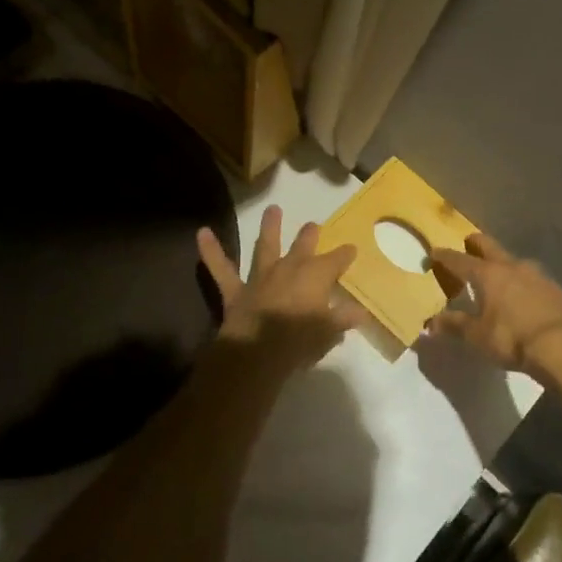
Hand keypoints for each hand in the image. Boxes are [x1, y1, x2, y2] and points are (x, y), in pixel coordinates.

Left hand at [196, 206, 361, 378]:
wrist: (257, 352)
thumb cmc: (300, 341)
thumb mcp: (328, 332)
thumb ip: (343, 318)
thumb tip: (360, 312)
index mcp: (316, 276)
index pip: (337, 260)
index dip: (345, 255)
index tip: (352, 249)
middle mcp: (289, 268)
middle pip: (303, 246)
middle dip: (310, 235)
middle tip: (313, 226)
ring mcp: (261, 276)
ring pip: (266, 246)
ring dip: (269, 227)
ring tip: (272, 209)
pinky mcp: (237, 290)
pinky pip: (221, 268)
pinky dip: (211, 251)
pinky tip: (201, 233)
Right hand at [429, 233, 561, 377]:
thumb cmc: (512, 338)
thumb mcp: (477, 336)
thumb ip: (454, 326)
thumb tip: (430, 323)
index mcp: (488, 274)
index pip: (460, 260)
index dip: (445, 256)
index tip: (435, 252)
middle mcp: (512, 267)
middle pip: (489, 246)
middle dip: (476, 243)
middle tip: (468, 242)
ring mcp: (537, 275)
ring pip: (514, 260)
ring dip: (503, 262)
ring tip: (498, 271)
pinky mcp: (556, 288)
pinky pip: (534, 278)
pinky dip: (523, 281)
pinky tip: (524, 293)